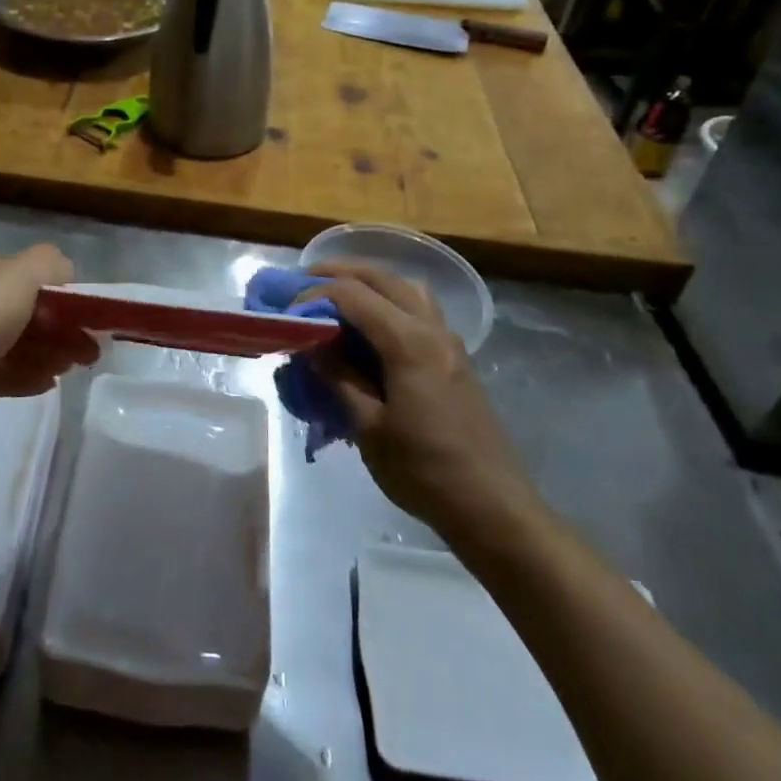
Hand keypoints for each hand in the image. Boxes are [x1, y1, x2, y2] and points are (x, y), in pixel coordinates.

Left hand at [0, 245, 98, 439]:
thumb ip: (50, 263)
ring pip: (19, 344)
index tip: (86, 316)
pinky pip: (5, 373)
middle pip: (27, 311)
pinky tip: (51, 383)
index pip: (28, 274)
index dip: (62, 293)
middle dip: (62, 328)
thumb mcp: (22, 274)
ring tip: (73, 368)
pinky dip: (29, 376)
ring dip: (50, 353)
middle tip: (89, 350)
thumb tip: (66, 273)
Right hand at [307, 262, 543, 553]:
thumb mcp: (369, 428)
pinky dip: (389, 300)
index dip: (314, 296)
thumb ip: (339, 378)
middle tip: (302, 282)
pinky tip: (370, 327)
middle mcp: (432, 329)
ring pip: (406, 287)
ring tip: (337, 296)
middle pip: (382, 277)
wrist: (494, 507)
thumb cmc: (425, 471)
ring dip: (369, 282)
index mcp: (409, 343)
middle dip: (339, 273)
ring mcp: (449, 341)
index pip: (353, 295)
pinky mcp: (455, 357)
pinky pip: (418, 308)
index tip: (286, 313)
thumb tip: (312, 345)